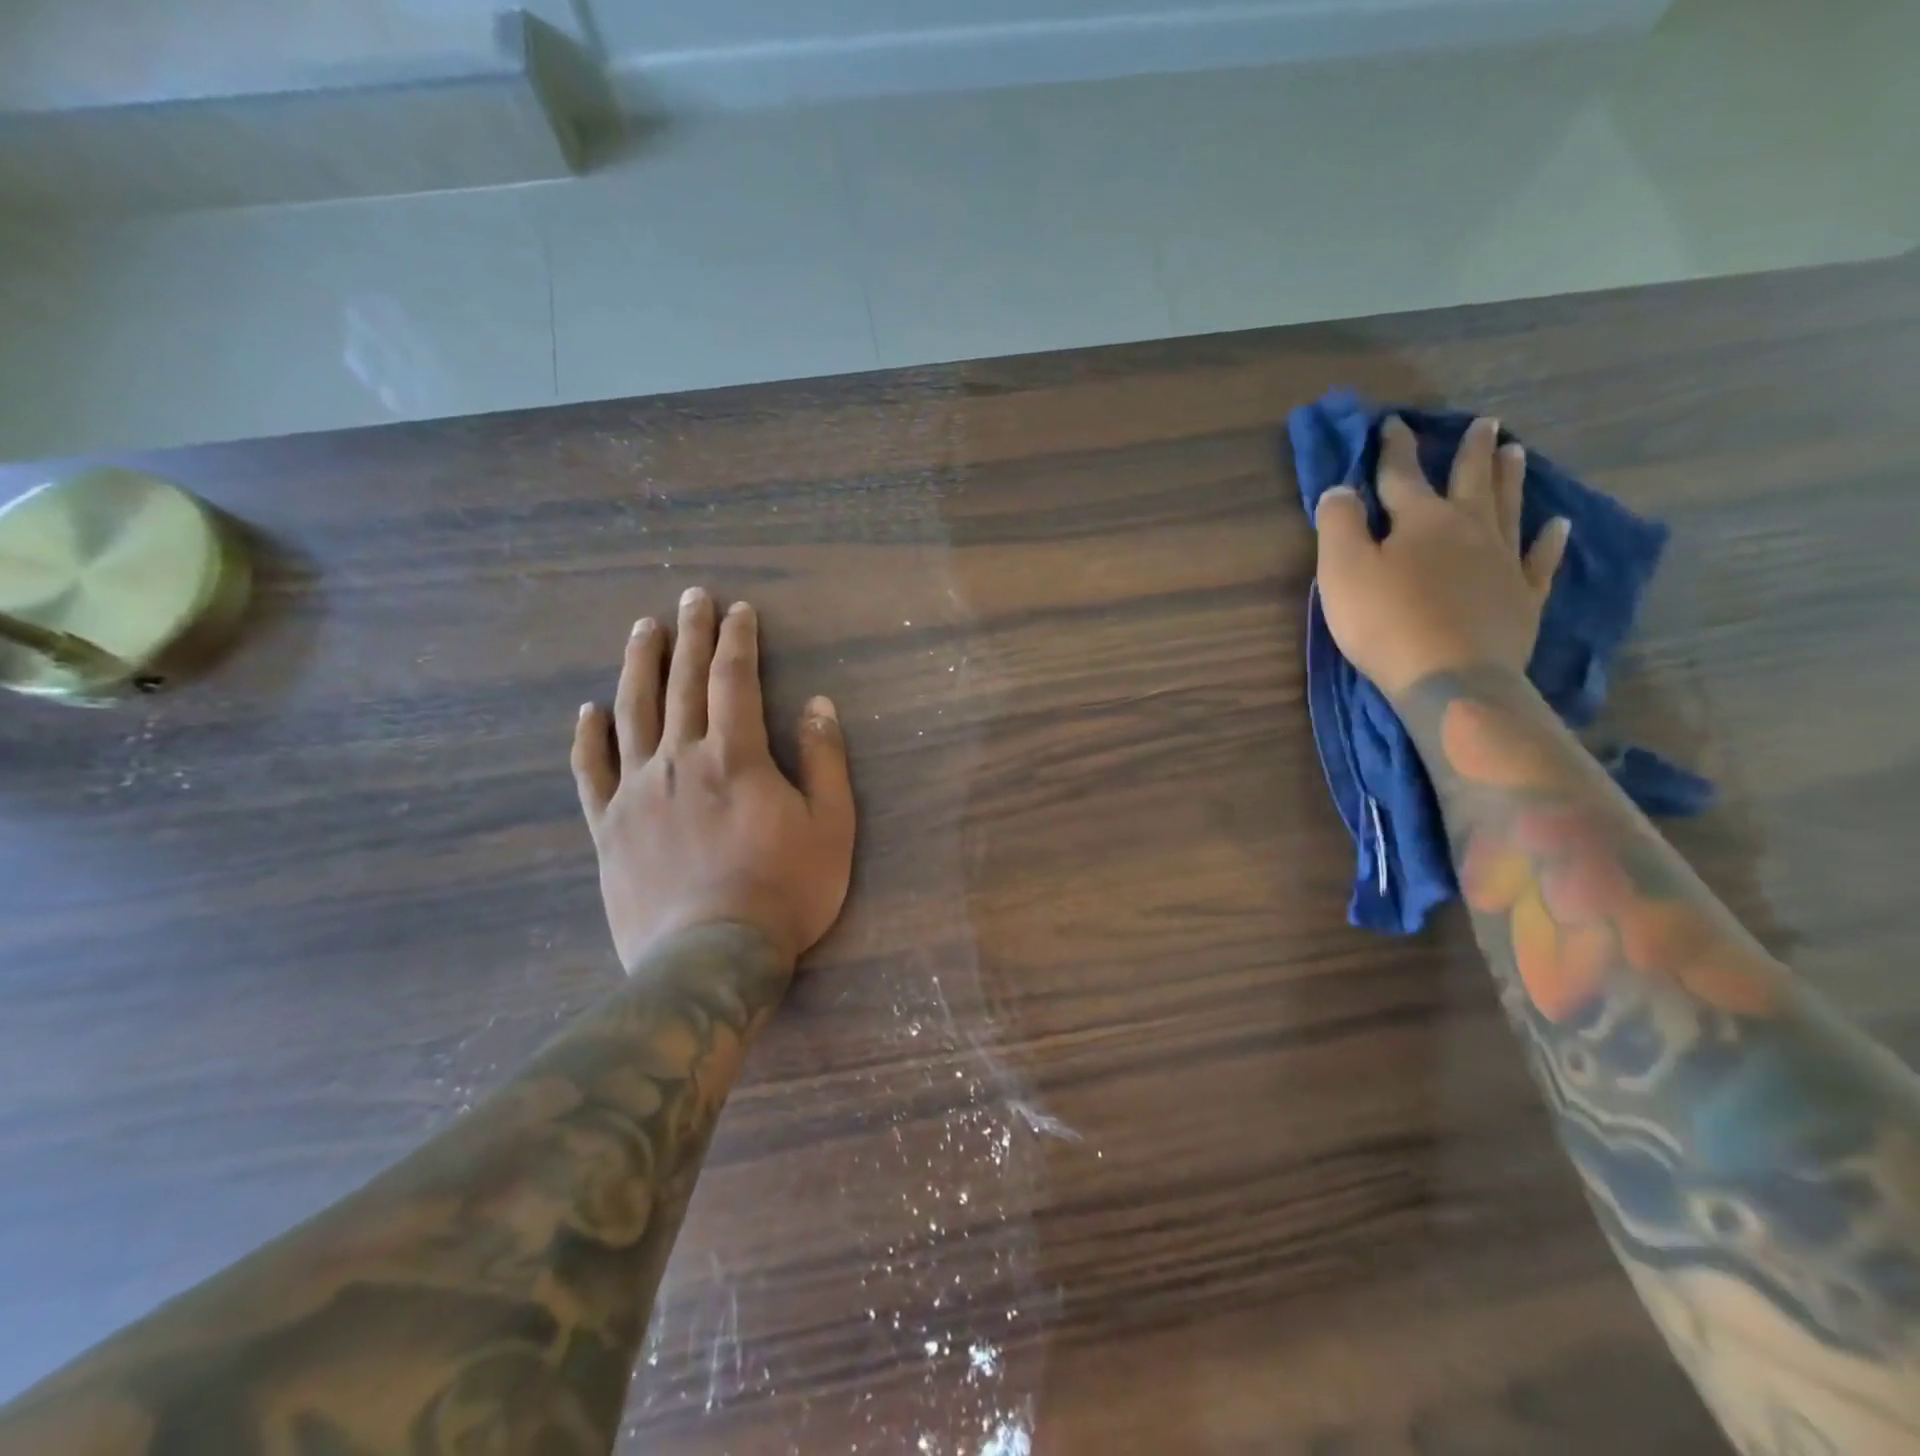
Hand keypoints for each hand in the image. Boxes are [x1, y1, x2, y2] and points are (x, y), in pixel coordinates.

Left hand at [570, 587, 855, 973]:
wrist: (712, 959)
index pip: (735, 680)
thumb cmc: (785, 891)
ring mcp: (637, 792)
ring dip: (638, 666)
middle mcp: (681, 760)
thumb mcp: (832, 825)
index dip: (737, 640)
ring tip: (641, 629)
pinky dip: (588, 738)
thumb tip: (817, 703)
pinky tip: (587, 711)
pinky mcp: (608, 827)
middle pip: (683, 683)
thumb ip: (825, 759)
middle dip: (690, 635)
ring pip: (632, 713)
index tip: (739, 610)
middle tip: (691, 597)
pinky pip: (591, 772)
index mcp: (735, 756)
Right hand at [1313, 415, 1571, 698]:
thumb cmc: (1386, 622)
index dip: (1395, 450)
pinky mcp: (1523, 597)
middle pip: (1470, 481)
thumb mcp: (1342, 570)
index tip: (1393, 425)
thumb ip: (1339, 525)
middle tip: (1486, 423)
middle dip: (1471, 452)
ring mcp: (1503, 562)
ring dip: (1510, 480)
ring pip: (1508, 509)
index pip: (1403, 475)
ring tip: (1516, 452)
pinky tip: (1559, 527)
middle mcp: (1469, 529)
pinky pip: (1540, 561)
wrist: (1450, 677)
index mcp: (1422, 520)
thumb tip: (1340, 489)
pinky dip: (1550, 542)